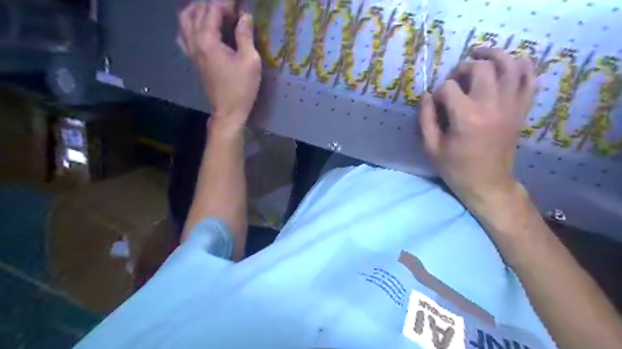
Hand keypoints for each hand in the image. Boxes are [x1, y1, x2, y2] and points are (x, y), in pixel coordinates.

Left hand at [179, 1, 260, 132]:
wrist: (228, 111)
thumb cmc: (242, 88)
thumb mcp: (250, 61)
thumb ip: (245, 36)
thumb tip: (245, 16)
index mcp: (208, 41)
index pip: (212, 9)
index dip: (226, 3)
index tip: (240, 5)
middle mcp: (194, 42)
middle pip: (196, 11)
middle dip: (212, 4)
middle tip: (230, 9)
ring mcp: (191, 51)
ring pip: (185, 21)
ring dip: (198, 11)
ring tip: (214, 13)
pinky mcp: (193, 60)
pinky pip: (184, 35)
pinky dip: (190, 26)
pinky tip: (201, 29)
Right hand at [420, 47, 536, 207]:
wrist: (487, 183)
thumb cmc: (455, 167)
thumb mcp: (431, 147)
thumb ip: (426, 118)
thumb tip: (426, 95)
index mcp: (466, 117)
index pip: (449, 87)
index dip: (438, 92)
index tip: (435, 103)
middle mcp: (491, 105)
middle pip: (481, 68)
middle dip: (463, 67)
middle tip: (455, 78)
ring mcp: (511, 106)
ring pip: (510, 64)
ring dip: (494, 54)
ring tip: (480, 54)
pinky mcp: (521, 109)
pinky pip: (529, 78)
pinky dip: (521, 65)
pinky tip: (507, 64)